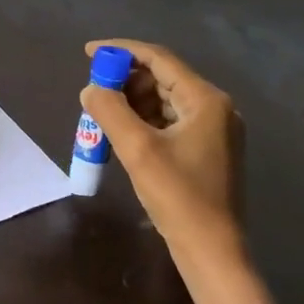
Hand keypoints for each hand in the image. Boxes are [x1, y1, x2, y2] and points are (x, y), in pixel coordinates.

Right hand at [80, 39, 246, 286]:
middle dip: (125, 80)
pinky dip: (143, 121)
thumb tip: (90, 88)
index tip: (88, 52)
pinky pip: (169, 121)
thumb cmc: (179, 197)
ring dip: (132, 101)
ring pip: (164, 100)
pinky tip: (121, 132)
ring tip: (101, 112)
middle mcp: (214, 108)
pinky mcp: (207, 150)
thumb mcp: (137, 150)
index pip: (158, 59)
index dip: (121, 51)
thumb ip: (110, 111)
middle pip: (162, 78)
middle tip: (93, 90)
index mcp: (205, 100)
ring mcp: (213, 130)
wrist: (213, 252)